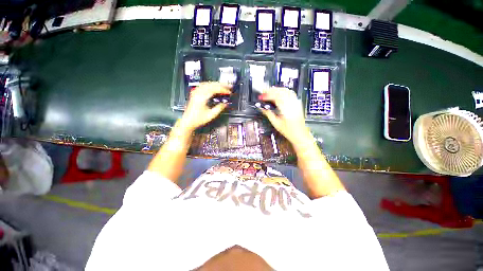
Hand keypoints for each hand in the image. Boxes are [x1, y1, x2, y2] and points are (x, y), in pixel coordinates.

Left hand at [179, 82, 230, 130]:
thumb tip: (225, 104)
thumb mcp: (211, 115)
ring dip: (216, 84)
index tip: (228, 91)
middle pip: (211, 84)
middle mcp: (198, 93)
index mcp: (202, 98)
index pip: (214, 89)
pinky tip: (213, 86)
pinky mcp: (194, 93)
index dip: (223, 89)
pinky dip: (210, 85)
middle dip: (221, 85)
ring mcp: (195, 92)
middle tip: (228, 86)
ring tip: (223, 86)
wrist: (188, 121)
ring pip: (207, 83)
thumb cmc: (197, 119)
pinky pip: (203, 85)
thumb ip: (219, 108)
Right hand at [259, 87, 311, 144]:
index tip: (261, 96)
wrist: (299, 134)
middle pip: (281, 91)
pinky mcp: (297, 104)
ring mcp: (295, 103)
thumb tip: (262, 108)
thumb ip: (268, 114)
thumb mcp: (276, 123)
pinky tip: (279, 93)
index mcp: (286, 109)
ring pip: (286, 91)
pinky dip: (283, 91)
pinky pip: (290, 93)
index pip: (276, 97)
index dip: (267, 95)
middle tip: (264, 92)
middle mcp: (292, 104)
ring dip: (277, 89)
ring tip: (270, 91)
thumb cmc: (289, 131)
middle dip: (271, 90)